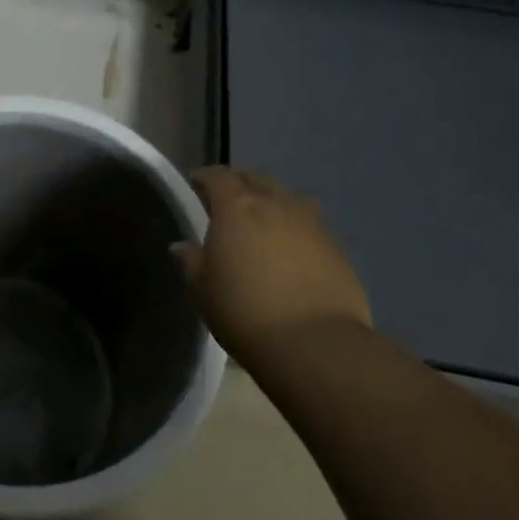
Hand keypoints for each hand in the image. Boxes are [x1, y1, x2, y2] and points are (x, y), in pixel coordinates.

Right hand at [176, 167, 370, 360]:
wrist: (314, 343)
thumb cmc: (245, 312)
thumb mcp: (204, 291)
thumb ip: (192, 262)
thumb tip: (183, 246)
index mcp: (236, 207)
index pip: (218, 177)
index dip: (205, 177)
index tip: (196, 185)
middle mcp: (274, 204)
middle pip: (256, 178)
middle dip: (240, 184)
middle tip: (229, 202)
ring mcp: (309, 223)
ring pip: (288, 197)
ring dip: (273, 201)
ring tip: (265, 220)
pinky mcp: (335, 247)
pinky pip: (311, 224)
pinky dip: (297, 227)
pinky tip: (293, 249)